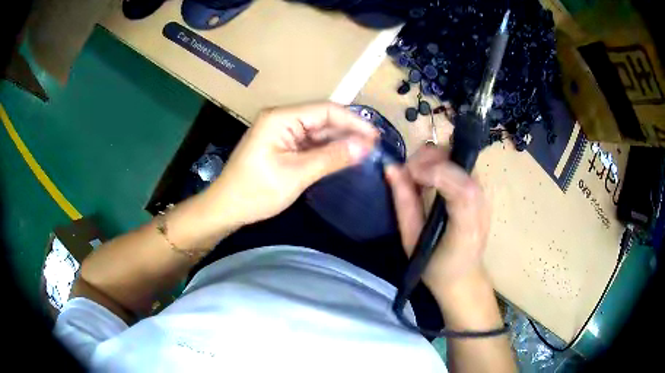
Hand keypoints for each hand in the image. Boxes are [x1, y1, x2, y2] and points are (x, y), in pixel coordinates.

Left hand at [200, 102, 377, 228]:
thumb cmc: (256, 192)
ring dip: (339, 141)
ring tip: (364, 152)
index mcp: (281, 118)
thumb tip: (365, 146)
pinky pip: (309, 143)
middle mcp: (282, 118)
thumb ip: (331, 157)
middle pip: (322, 119)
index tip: (375, 136)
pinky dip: (326, 150)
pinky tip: (343, 156)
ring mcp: (281, 132)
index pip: (325, 111)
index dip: (353, 121)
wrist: (226, 208)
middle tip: (374, 147)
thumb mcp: (296, 175)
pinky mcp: (281, 145)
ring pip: (317, 131)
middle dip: (348, 131)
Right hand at [385, 144, 490, 293]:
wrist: (463, 276)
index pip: (463, 189)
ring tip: (416, 176)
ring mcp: (484, 194)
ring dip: (434, 159)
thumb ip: (404, 202)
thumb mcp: (412, 240)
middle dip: (430, 159)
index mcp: (467, 227)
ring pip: (461, 157)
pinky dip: (440, 163)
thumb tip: (392, 168)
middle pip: (462, 164)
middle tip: (407, 173)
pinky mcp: (480, 189)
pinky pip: (460, 164)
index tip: (408, 173)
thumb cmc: (435, 266)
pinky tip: (428, 178)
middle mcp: (482, 205)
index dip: (436, 172)